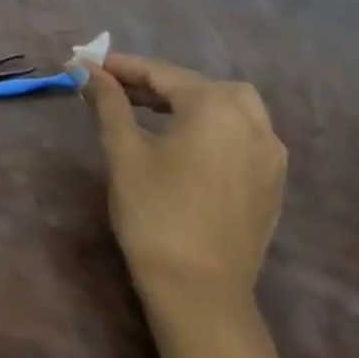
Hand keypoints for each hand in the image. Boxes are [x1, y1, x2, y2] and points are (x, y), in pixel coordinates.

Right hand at [81, 53, 287, 313]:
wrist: (199, 293)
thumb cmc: (155, 213)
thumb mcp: (123, 150)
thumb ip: (108, 102)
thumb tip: (86, 69)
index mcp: (216, 108)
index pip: (161, 73)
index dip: (121, 66)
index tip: (86, 63)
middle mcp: (252, 123)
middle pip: (198, 85)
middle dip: (156, 82)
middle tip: (116, 90)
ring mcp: (270, 156)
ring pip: (229, 107)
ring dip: (189, 101)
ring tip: (150, 113)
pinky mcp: (272, 184)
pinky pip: (243, 135)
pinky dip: (213, 126)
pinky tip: (185, 144)